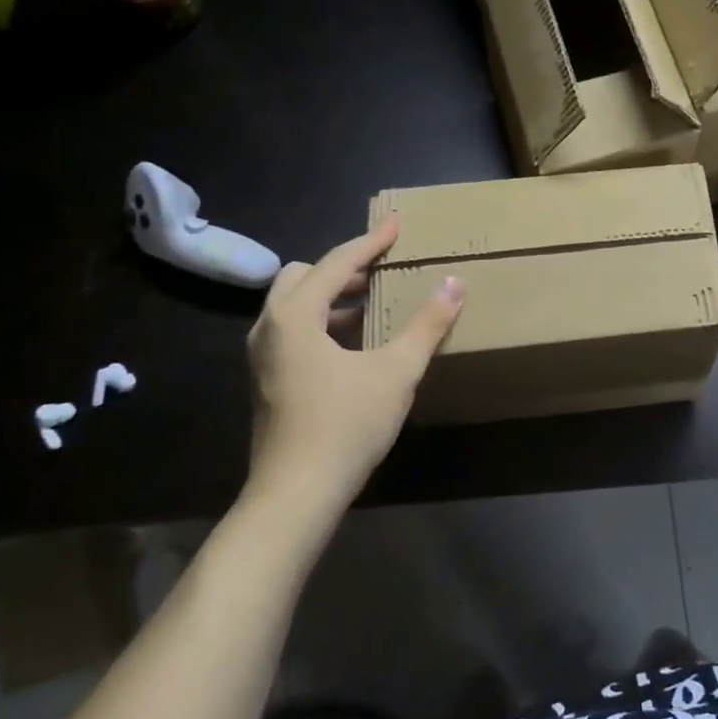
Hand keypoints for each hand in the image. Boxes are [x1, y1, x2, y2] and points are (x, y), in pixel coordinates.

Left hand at [245, 216, 462, 508]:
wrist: (296, 495)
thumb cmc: (345, 425)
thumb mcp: (396, 371)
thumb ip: (427, 324)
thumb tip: (454, 283)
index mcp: (295, 315)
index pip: (336, 262)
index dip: (371, 241)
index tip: (397, 223)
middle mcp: (269, 327)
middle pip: (305, 276)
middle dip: (345, 267)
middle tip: (383, 267)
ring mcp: (263, 356)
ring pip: (296, 305)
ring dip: (333, 296)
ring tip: (374, 300)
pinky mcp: (268, 380)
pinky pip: (293, 330)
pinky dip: (323, 322)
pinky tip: (356, 342)